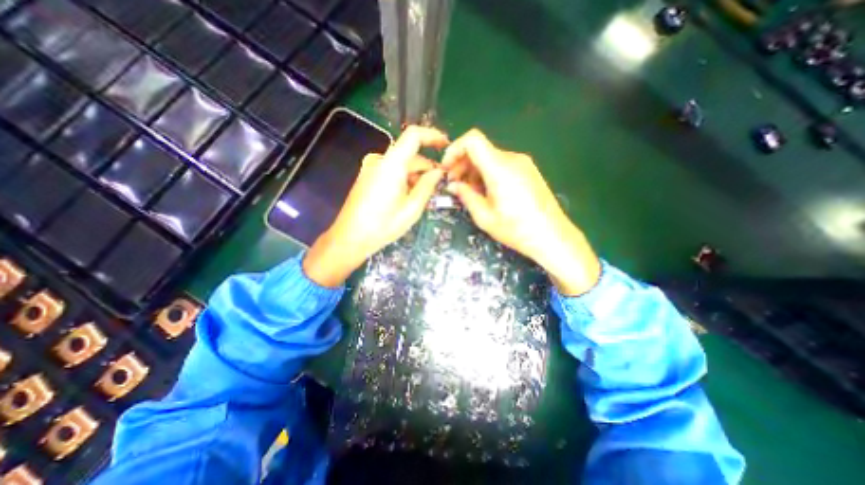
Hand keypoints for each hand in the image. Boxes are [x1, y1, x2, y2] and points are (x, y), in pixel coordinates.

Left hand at [301, 125, 445, 287]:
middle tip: (441, 182)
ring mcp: (371, 167)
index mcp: (391, 164)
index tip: (446, 146)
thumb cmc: (383, 226)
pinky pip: (391, 170)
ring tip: (426, 193)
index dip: (432, 136)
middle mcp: (379, 160)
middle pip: (409, 153)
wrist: (350, 238)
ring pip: (401, 163)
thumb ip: (427, 185)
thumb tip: (439, 171)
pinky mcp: (367, 176)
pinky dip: (404, 177)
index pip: (413, 135)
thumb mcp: (412, 208)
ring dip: (416, 174)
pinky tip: (410, 194)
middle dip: (427, 165)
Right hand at [441, 128, 602, 295]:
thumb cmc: (517, 229)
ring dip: (474, 171)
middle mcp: (512, 159)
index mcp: (500, 168)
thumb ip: (466, 196)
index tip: (447, 169)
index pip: (473, 140)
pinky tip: (487, 192)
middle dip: (462, 164)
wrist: (552, 236)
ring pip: (490, 157)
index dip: (455, 149)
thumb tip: (453, 185)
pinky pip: (502, 164)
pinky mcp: (528, 170)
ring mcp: (523, 163)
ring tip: (471, 192)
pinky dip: (488, 173)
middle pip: (480, 149)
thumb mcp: (485, 217)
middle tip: (455, 185)